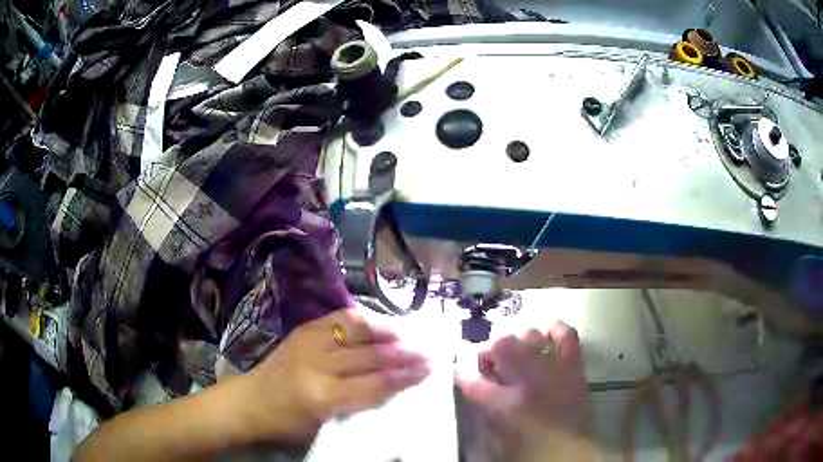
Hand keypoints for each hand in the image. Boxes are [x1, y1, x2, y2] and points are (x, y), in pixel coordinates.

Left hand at [245, 309, 429, 442]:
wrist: (250, 400)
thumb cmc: (288, 423)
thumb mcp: (325, 423)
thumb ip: (358, 404)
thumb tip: (392, 385)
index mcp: (323, 396)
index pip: (375, 384)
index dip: (405, 376)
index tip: (429, 369)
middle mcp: (317, 364)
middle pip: (370, 356)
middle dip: (404, 353)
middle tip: (428, 351)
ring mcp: (308, 342)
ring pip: (357, 330)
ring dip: (386, 331)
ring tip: (409, 333)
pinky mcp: (302, 329)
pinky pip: (338, 319)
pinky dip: (362, 320)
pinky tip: (377, 323)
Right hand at [457, 321, 591, 459]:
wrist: (566, 443)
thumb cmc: (528, 437)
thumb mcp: (498, 420)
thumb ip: (481, 396)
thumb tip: (464, 377)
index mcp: (508, 397)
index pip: (478, 376)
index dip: (470, 371)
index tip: (471, 373)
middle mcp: (529, 374)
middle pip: (502, 344)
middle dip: (493, 352)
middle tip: (495, 367)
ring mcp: (553, 364)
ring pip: (529, 334)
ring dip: (518, 342)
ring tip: (518, 354)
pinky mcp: (572, 362)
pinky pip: (565, 335)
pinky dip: (555, 329)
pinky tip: (546, 333)